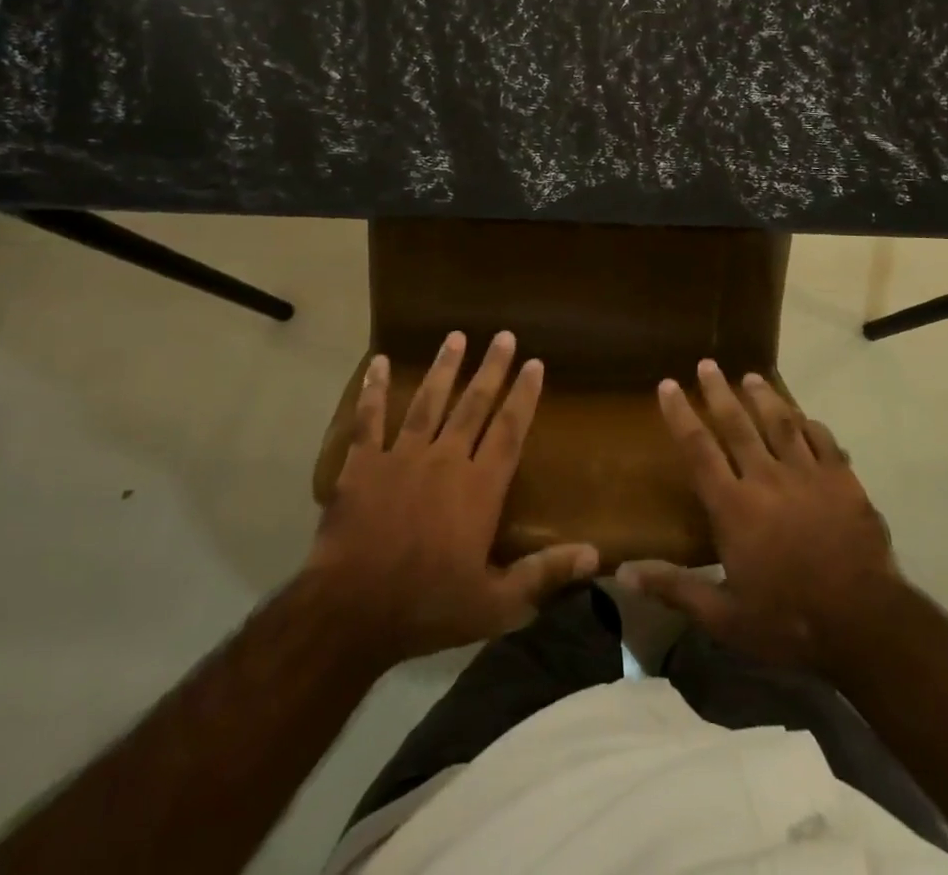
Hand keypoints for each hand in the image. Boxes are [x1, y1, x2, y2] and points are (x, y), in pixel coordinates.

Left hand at [302, 331, 598, 666]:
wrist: (351, 613)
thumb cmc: (428, 608)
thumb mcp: (496, 604)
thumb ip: (545, 574)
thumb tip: (596, 554)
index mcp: (479, 488)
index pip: (509, 430)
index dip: (524, 396)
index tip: (534, 363)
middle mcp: (445, 460)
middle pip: (473, 405)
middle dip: (491, 368)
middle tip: (503, 335)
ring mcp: (402, 457)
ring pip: (428, 402)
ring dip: (443, 368)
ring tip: (455, 336)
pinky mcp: (364, 465)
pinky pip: (370, 419)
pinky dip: (374, 390)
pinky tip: (379, 363)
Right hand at [619, 360, 901, 676]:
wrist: (865, 624)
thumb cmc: (788, 622)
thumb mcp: (724, 617)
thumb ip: (676, 589)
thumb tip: (622, 573)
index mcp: (734, 507)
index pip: (698, 450)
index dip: (680, 415)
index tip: (668, 385)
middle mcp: (766, 479)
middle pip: (737, 425)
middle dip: (719, 392)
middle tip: (708, 363)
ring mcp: (808, 476)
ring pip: (781, 423)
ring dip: (764, 397)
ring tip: (751, 377)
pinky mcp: (843, 482)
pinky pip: (823, 441)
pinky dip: (810, 425)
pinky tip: (804, 417)